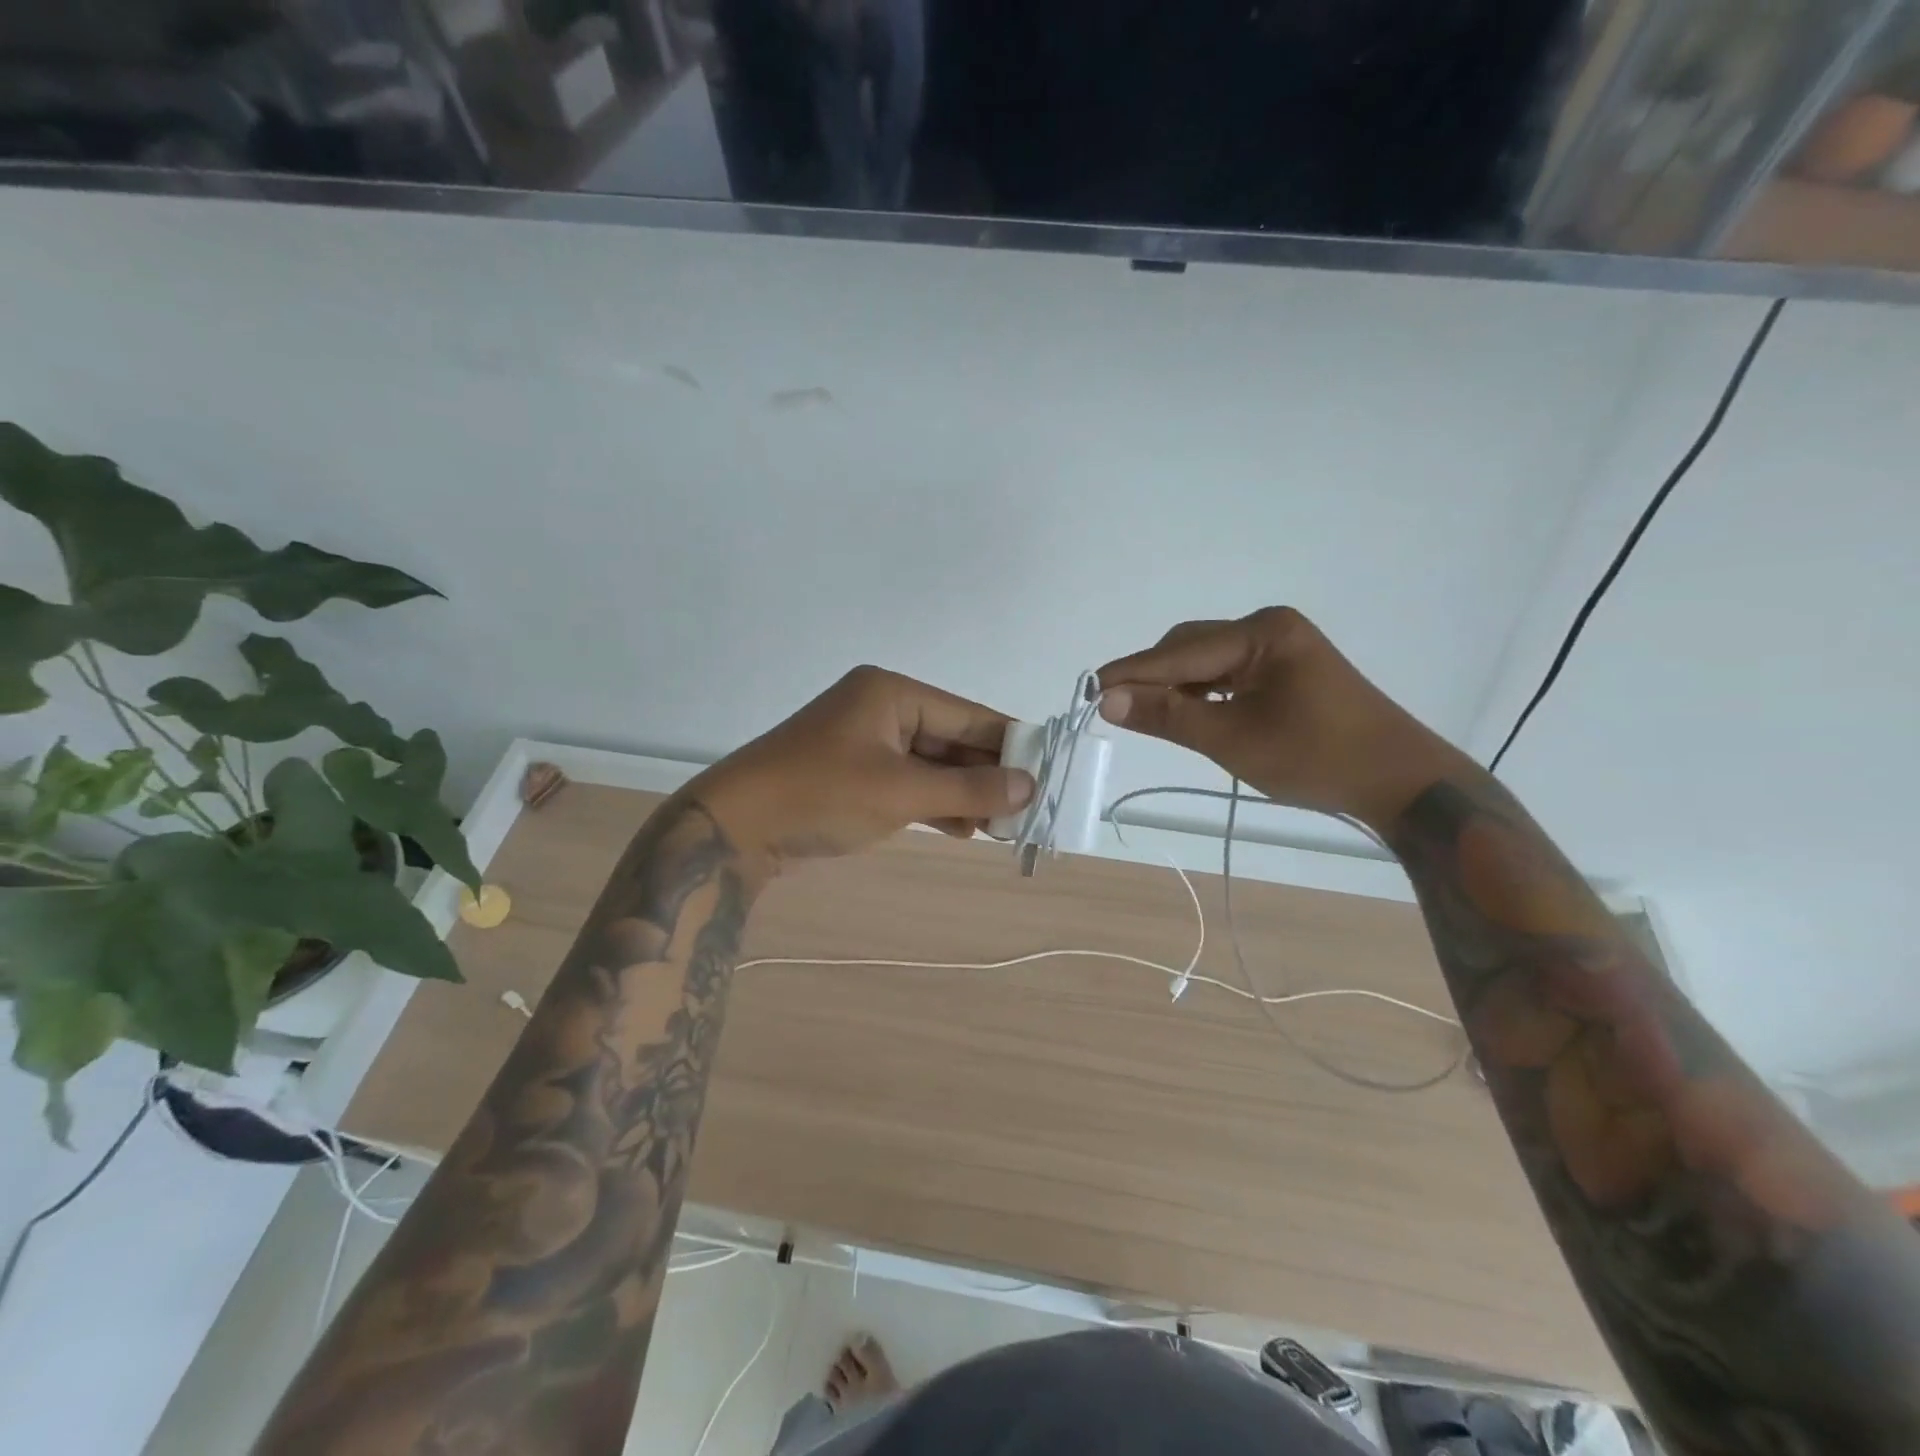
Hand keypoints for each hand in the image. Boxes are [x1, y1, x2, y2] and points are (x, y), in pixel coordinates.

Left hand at [686, 665, 1033, 871]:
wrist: (734, 828)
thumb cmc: (821, 796)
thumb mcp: (901, 792)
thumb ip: (968, 788)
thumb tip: (1029, 785)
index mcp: (892, 693)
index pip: (968, 714)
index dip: (1010, 744)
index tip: (1049, 772)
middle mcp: (882, 708)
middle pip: (952, 738)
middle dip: (988, 774)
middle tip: (1028, 808)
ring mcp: (867, 742)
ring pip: (933, 764)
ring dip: (964, 793)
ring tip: (1004, 825)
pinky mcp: (855, 774)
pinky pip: (909, 783)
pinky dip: (935, 804)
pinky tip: (965, 829)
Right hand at [1096, 607, 1469, 829]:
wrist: (1401, 780)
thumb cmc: (1317, 758)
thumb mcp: (1232, 739)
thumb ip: (1167, 717)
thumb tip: (1107, 700)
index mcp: (1261, 632)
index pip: (1179, 653)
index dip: (1132, 673)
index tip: (1089, 690)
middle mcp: (1269, 626)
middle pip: (1190, 647)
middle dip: (1154, 677)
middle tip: (1119, 710)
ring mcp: (1281, 646)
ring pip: (1207, 660)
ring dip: (1177, 686)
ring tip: (1151, 717)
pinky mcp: (1288, 667)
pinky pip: (1229, 671)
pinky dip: (1204, 691)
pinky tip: (1192, 713)